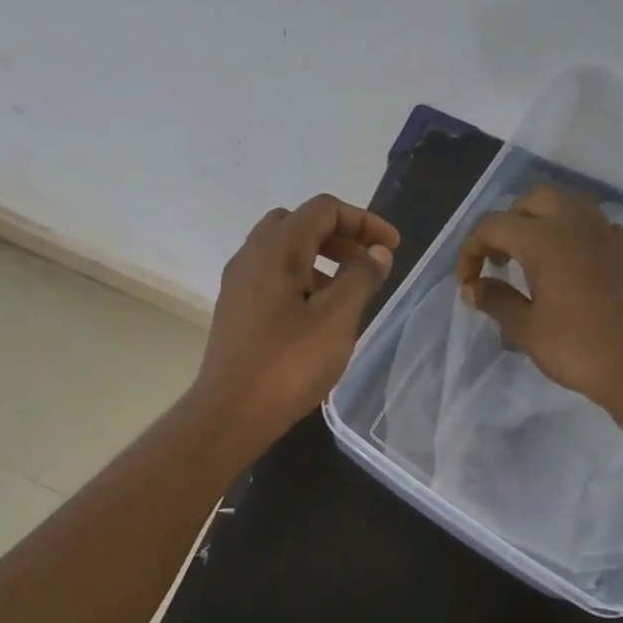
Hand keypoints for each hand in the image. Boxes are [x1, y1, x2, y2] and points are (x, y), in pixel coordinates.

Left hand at [191, 193, 399, 452]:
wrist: (231, 413)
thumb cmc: (289, 364)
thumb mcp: (337, 319)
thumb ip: (361, 278)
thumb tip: (377, 252)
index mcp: (276, 248)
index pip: (324, 209)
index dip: (364, 221)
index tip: (391, 249)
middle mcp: (251, 256)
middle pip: (299, 224)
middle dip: (339, 237)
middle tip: (366, 264)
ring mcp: (238, 284)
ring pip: (283, 253)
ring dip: (319, 260)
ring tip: (346, 293)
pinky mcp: (235, 311)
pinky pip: (271, 279)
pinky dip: (300, 281)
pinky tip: (317, 317)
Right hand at [455, 184, 622, 412]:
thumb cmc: (574, 348)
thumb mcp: (524, 327)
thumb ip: (494, 299)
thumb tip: (471, 288)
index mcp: (544, 240)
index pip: (493, 226)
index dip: (470, 251)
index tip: (467, 284)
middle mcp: (575, 224)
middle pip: (531, 200)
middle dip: (506, 224)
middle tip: (497, 261)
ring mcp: (604, 232)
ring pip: (564, 203)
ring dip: (538, 221)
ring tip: (527, 257)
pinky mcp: (622, 249)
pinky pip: (589, 222)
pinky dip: (568, 231)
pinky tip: (563, 264)